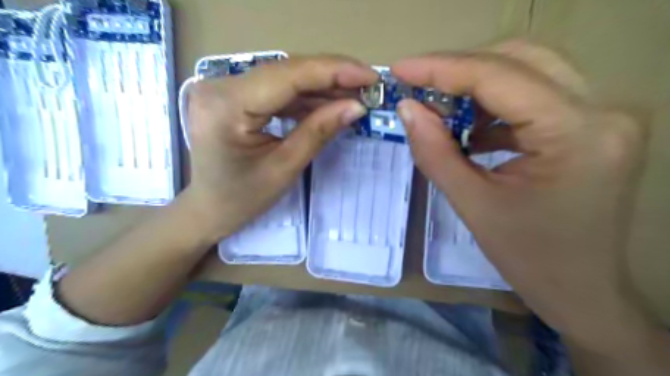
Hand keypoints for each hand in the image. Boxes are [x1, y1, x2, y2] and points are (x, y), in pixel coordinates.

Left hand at [183, 56, 375, 243]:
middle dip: (332, 77)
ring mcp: (226, 88)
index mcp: (227, 105)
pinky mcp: (234, 96)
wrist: (209, 208)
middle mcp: (221, 86)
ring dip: (322, 87)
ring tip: (355, 96)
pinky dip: (306, 97)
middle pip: (287, 71)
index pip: (288, 75)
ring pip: (285, 78)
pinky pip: (277, 90)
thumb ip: (319, 131)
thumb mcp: (284, 168)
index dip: (333, 71)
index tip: (371, 76)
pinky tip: (330, 103)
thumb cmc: (241, 198)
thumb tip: (356, 106)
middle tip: (369, 86)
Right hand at [391, 43, 652, 352]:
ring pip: (528, 71)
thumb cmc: (528, 258)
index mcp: (576, 135)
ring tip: (440, 109)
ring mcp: (603, 116)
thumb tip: (407, 108)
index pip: (499, 77)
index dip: (442, 68)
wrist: (581, 290)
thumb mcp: (472, 205)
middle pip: (520, 59)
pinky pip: (535, 96)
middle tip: (418, 86)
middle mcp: (602, 111)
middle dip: (459, 69)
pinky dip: (494, 105)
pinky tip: (470, 128)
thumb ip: (435, 151)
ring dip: (476, 86)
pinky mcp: (592, 126)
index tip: (400, 69)